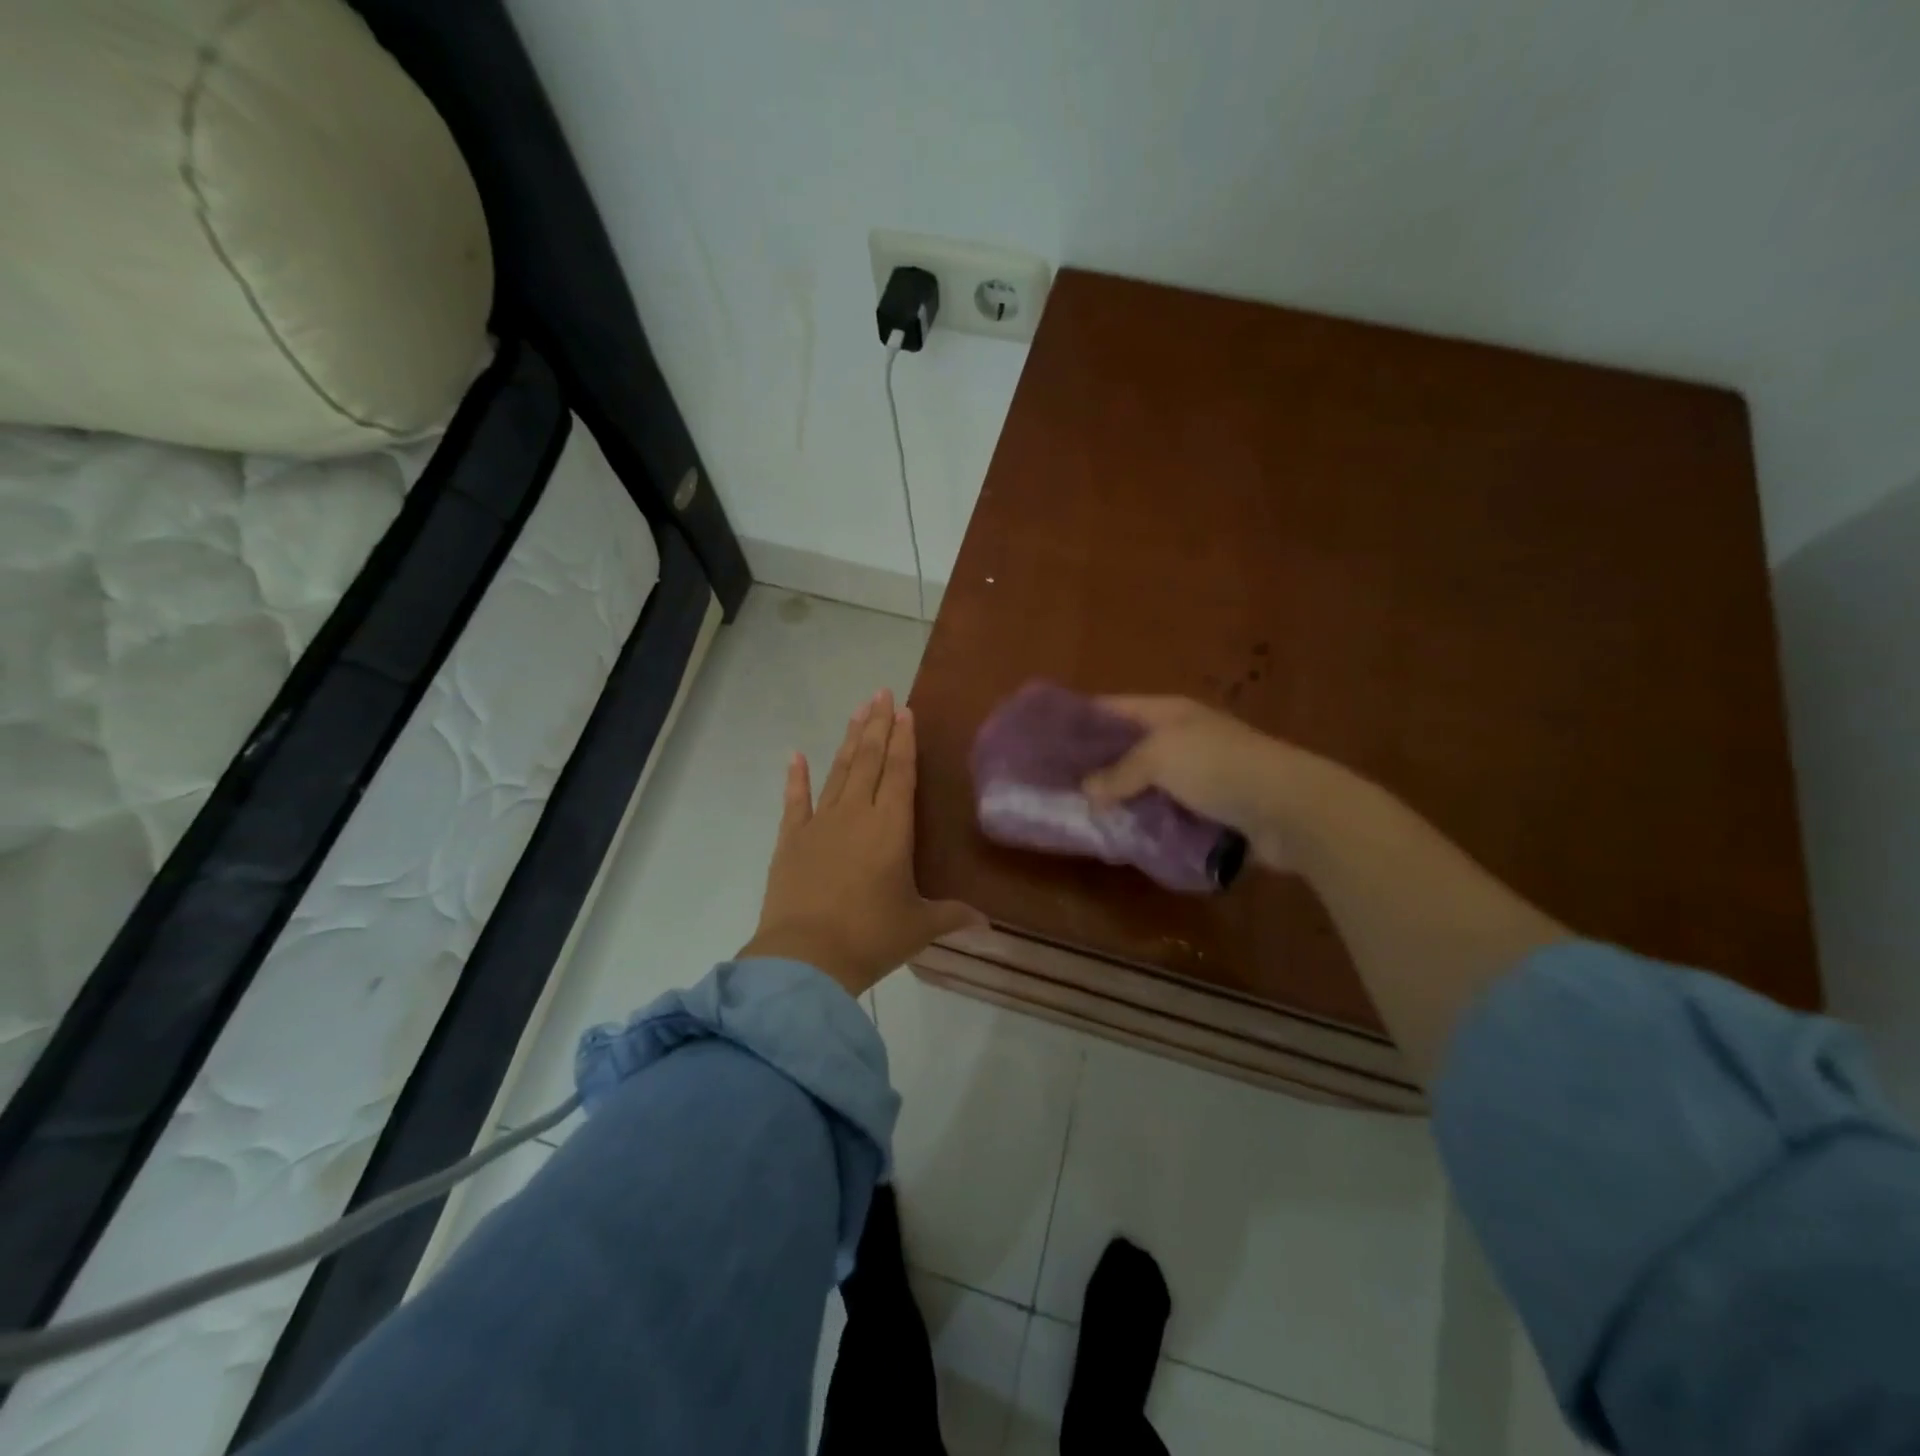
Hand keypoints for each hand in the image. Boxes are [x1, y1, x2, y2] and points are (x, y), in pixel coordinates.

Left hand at [740, 689, 983, 997]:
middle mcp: (856, 814)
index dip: (904, 739)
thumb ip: (952, 916)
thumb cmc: (871, 937)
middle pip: (869, 760)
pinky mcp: (790, 840)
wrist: (806, 958)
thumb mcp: (919, 927)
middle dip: (878, 725)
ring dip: (849, 740)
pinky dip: (796, 777)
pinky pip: (795, 801)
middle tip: (881, 692)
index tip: (904, 710)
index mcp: (891, 828)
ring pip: (838, 771)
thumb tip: (987, 924)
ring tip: (857, 711)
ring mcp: (820, 824)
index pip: (900, 772)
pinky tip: (796, 754)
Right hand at [1081, 696, 1323, 869]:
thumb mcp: (1160, 757)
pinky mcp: (1212, 808)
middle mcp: (1182, 737)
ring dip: (1122, 799)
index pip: (1113, 708)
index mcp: (1169, 713)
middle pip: (1128, 748)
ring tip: (1083, 816)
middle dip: (1096, 765)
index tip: (1046, 740)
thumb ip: (1120, 771)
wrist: (1289, 808)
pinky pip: (1167, 812)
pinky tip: (1122, 836)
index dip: (1080, 720)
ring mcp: (1199, 774)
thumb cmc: (1219, 767)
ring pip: (1146, 784)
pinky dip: (1147, 822)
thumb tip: (1089, 789)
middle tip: (1057, 785)